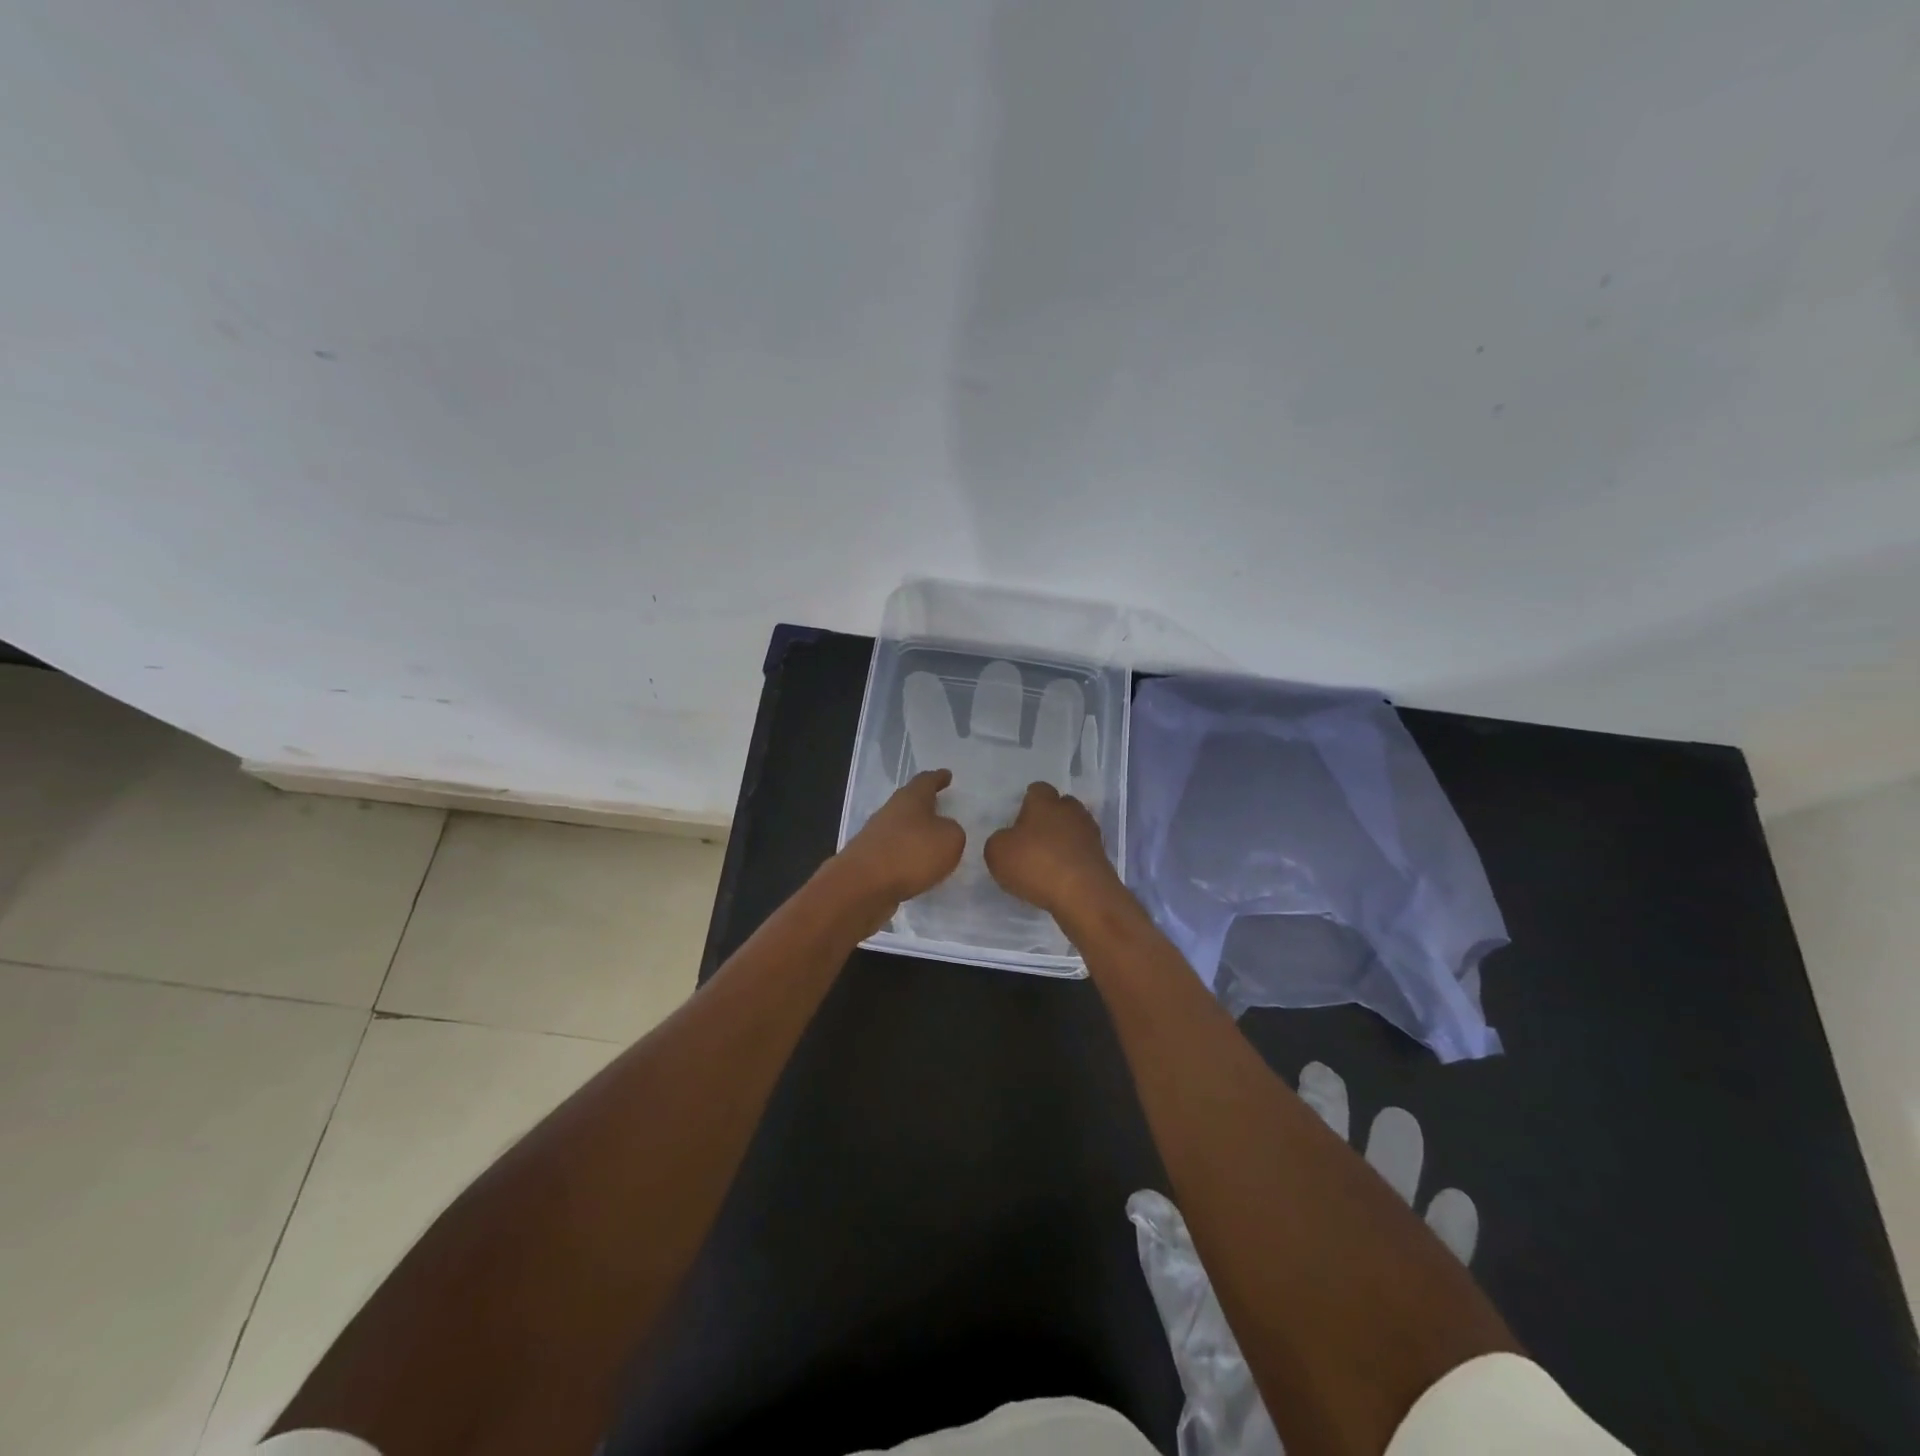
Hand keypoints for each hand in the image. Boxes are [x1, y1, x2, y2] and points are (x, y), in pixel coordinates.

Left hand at [835, 769, 965, 905]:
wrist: (862, 886)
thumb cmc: (911, 853)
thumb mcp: (950, 839)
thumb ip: (953, 831)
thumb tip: (944, 831)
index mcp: (911, 798)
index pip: (926, 781)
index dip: (938, 778)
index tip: (946, 775)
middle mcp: (891, 811)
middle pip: (910, 802)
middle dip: (925, 804)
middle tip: (941, 807)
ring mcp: (876, 835)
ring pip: (901, 827)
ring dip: (915, 832)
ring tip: (933, 841)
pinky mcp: (869, 860)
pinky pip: (894, 851)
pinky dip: (907, 855)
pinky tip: (917, 867)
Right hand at [983, 782, 1121, 916]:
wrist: (1083, 894)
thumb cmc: (1036, 864)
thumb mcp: (997, 853)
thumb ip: (999, 840)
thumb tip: (1009, 839)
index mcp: (1044, 802)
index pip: (1037, 790)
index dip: (1027, 802)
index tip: (1019, 819)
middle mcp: (1070, 810)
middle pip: (1060, 806)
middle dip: (1049, 818)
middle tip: (1033, 839)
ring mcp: (1090, 833)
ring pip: (1074, 828)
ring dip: (1063, 839)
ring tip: (1047, 860)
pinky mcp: (1101, 856)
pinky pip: (1082, 851)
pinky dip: (1073, 859)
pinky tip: (1062, 875)